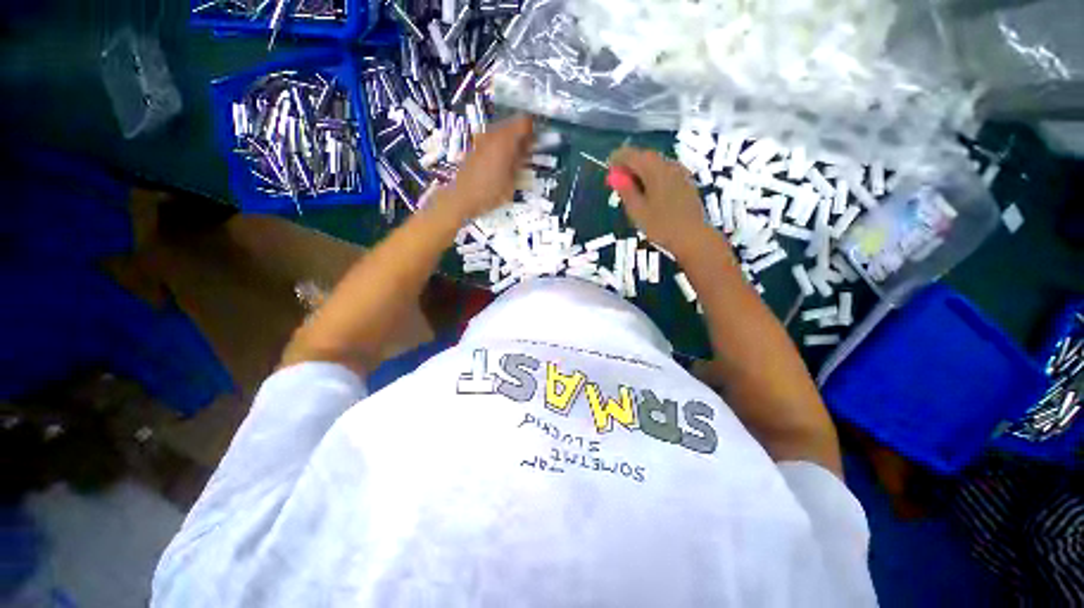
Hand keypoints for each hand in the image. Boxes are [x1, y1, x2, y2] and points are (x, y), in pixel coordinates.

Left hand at [441, 114, 534, 220]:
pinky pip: (493, 140)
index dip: (534, 130)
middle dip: (523, 137)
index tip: (537, 143)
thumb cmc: (489, 193)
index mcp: (504, 140)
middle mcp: (492, 134)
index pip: (525, 122)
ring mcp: (482, 139)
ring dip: (511, 143)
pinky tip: (501, 165)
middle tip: (528, 155)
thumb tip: (530, 148)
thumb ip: (521, 161)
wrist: (461, 198)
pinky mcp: (475, 146)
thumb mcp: (512, 181)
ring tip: (515, 163)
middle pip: (513, 125)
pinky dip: (500, 148)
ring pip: (503, 133)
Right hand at [608, 147, 715, 257]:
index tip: (608, 166)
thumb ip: (626, 191)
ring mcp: (680, 173)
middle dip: (630, 163)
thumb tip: (615, 176)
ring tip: (632, 185)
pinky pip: (665, 171)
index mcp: (654, 170)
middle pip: (645, 156)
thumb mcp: (637, 211)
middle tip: (618, 177)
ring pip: (656, 163)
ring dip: (642, 169)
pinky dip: (653, 175)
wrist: (692, 237)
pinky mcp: (686, 182)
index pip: (632, 155)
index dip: (618, 158)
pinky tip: (649, 190)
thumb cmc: (661, 226)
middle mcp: (668, 165)